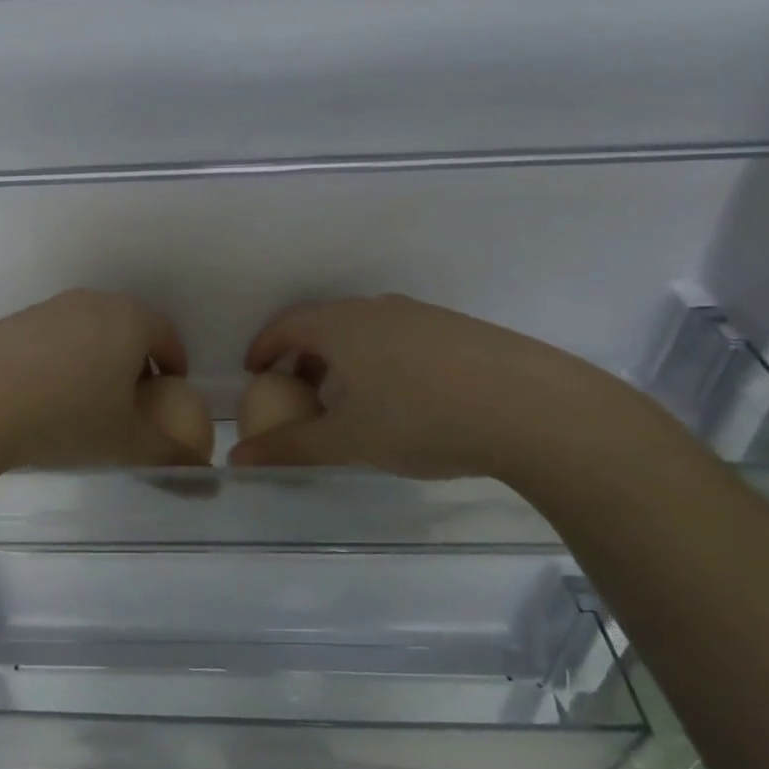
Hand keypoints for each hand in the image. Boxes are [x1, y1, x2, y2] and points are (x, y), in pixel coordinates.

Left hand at [0, 290, 208, 473]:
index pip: (167, 334)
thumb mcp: (127, 444)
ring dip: (97, 361)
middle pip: (128, 328)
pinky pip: (52, 339)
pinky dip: (60, 362)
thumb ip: (170, 455)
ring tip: (85, 404)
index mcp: (129, 321)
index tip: (171, 393)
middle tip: (131, 403)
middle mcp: (92, 303)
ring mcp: (49, 308)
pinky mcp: (13, 321)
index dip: (175, 364)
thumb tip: (202, 470)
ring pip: (88, 332)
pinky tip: (43, 398)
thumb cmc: (67, 418)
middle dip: (136, 362)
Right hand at [228, 296, 671, 483]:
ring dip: (343, 359)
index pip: (286, 326)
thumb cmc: (420, 419)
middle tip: (298, 392)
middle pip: (324, 324)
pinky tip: (404, 398)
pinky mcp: (456, 329)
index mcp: (341, 325)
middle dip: (302, 356)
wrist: (530, 407)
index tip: (254, 372)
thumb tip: (238, 458)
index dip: (263, 348)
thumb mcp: (348, 440)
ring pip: (364, 331)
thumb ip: (290, 447)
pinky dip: (380, 360)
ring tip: (350, 400)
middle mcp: (375, 309)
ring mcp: (420, 315)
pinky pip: (398, 338)